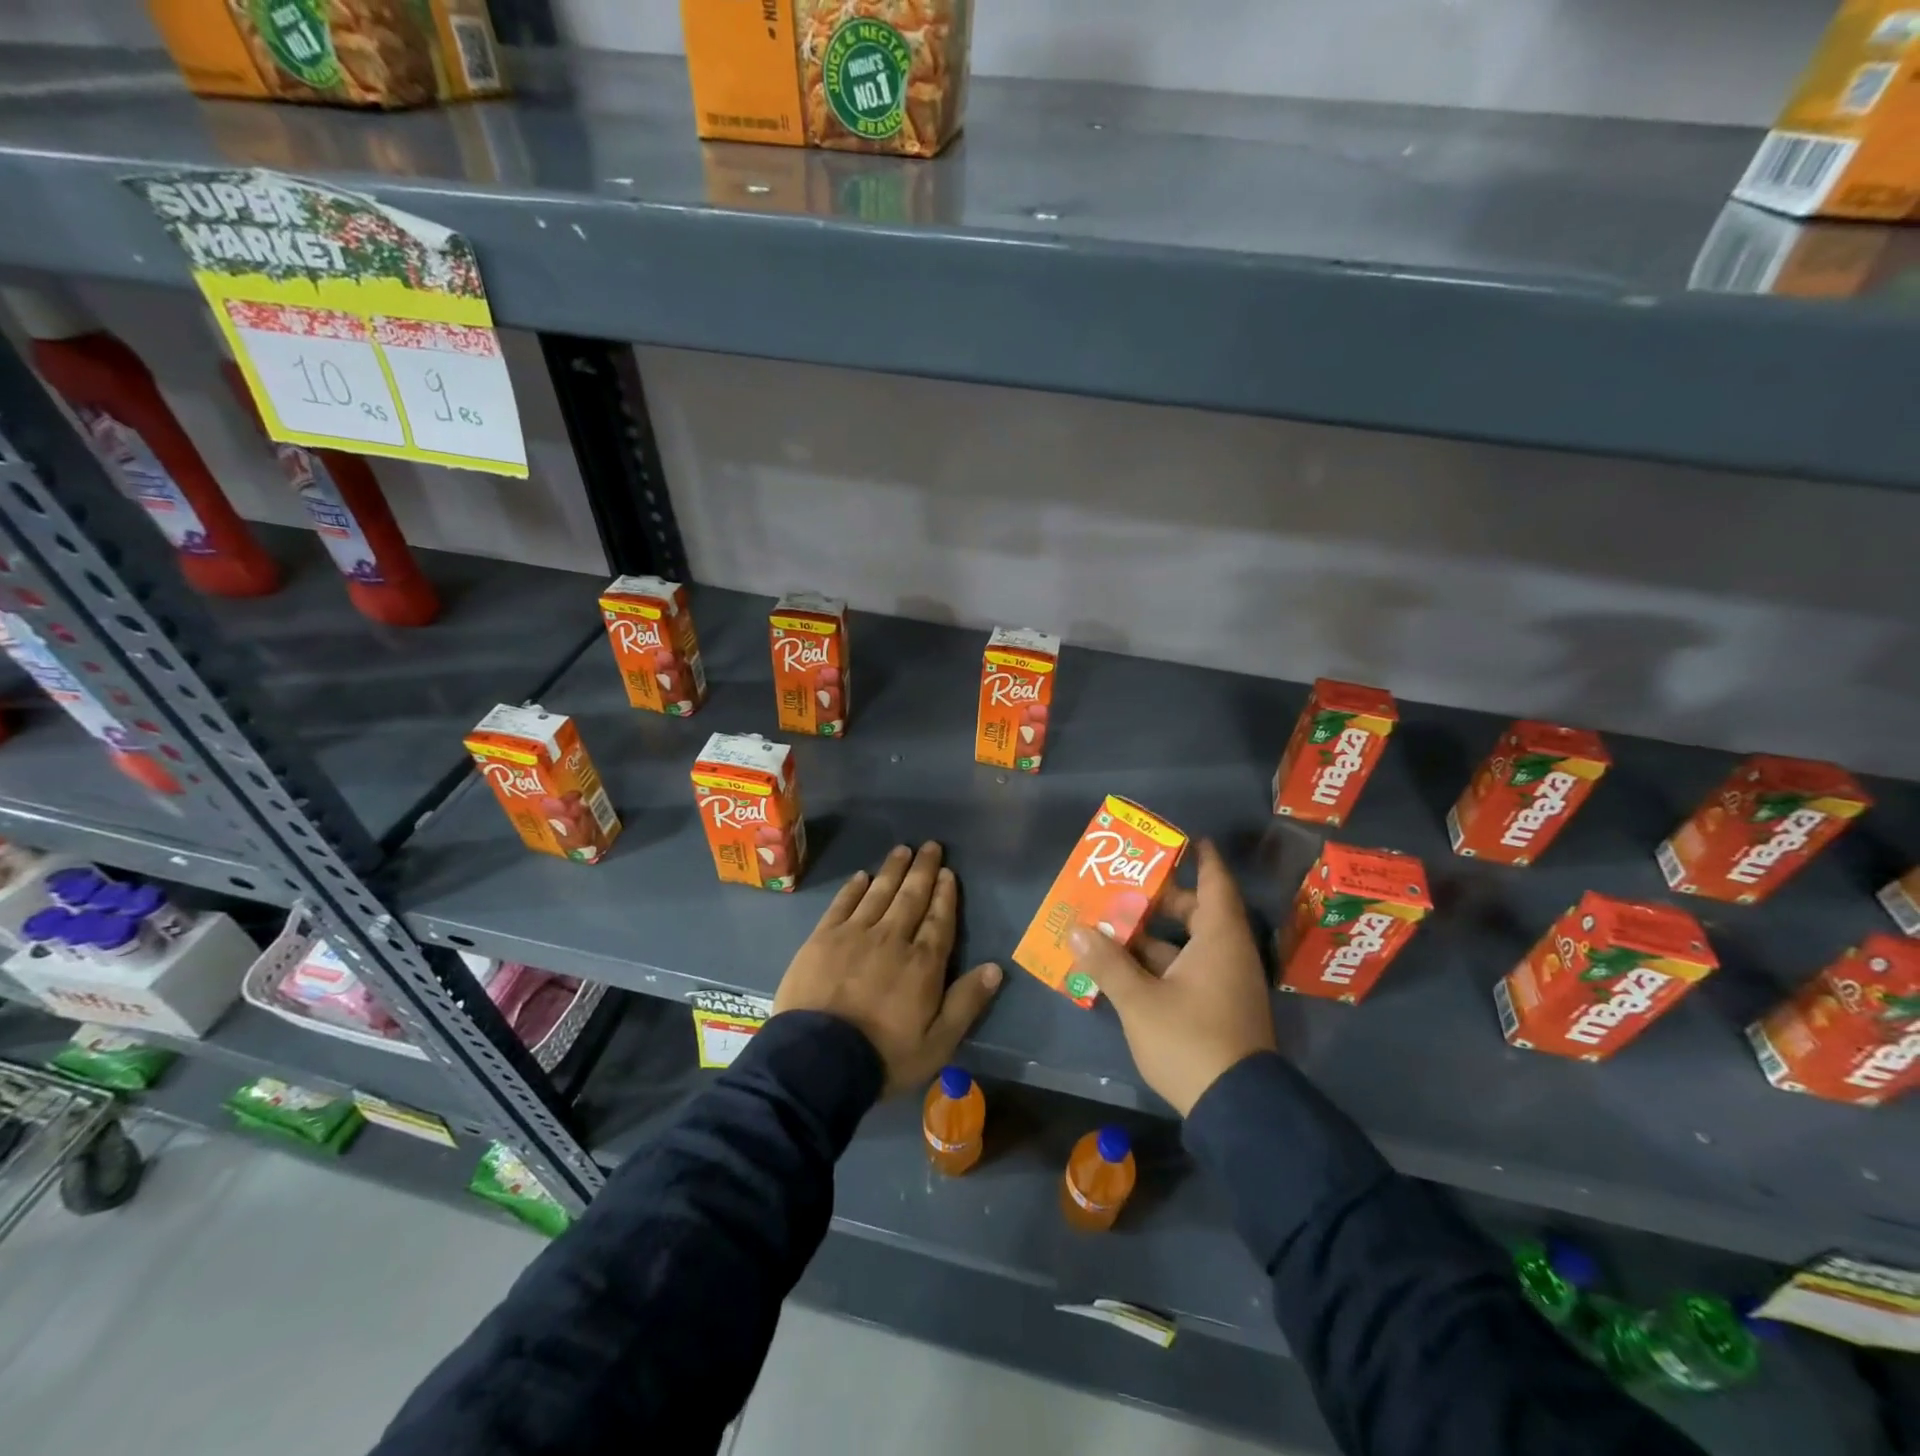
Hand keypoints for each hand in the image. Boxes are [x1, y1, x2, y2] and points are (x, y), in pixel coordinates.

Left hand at [774, 842, 1002, 1094]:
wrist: (818, 1060)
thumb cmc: (883, 1056)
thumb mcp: (937, 1043)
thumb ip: (966, 1003)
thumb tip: (995, 968)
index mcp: (922, 963)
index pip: (939, 920)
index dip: (945, 894)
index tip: (948, 872)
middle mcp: (892, 938)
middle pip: (911, 898)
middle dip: (923, 870)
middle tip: (930, 846)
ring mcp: (855, 934)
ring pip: (879, 893)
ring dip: (893, 870)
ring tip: (902, 850)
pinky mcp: (823, 938)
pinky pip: (843, 904)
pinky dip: (854, 888)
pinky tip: (862, 876)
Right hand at [1068, 840, 1276, 1114]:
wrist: (1237, 1109)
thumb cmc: (1192, 1041)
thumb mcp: (1141, 1001)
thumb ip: (1108, 963)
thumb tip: (1077, 930)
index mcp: (1219, 939)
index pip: (1215, 884)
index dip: (1203, 859)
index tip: (1186, 839)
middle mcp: (1227, 954)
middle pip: (1196, 912)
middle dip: (1161, 898)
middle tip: (1124, 884)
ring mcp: (1225, 983)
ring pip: (1187, 944)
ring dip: (1153, 934)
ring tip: (1112, 922)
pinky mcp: (1218, 1008)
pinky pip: (1186, 969)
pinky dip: (1159, 962)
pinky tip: (1124, 965)